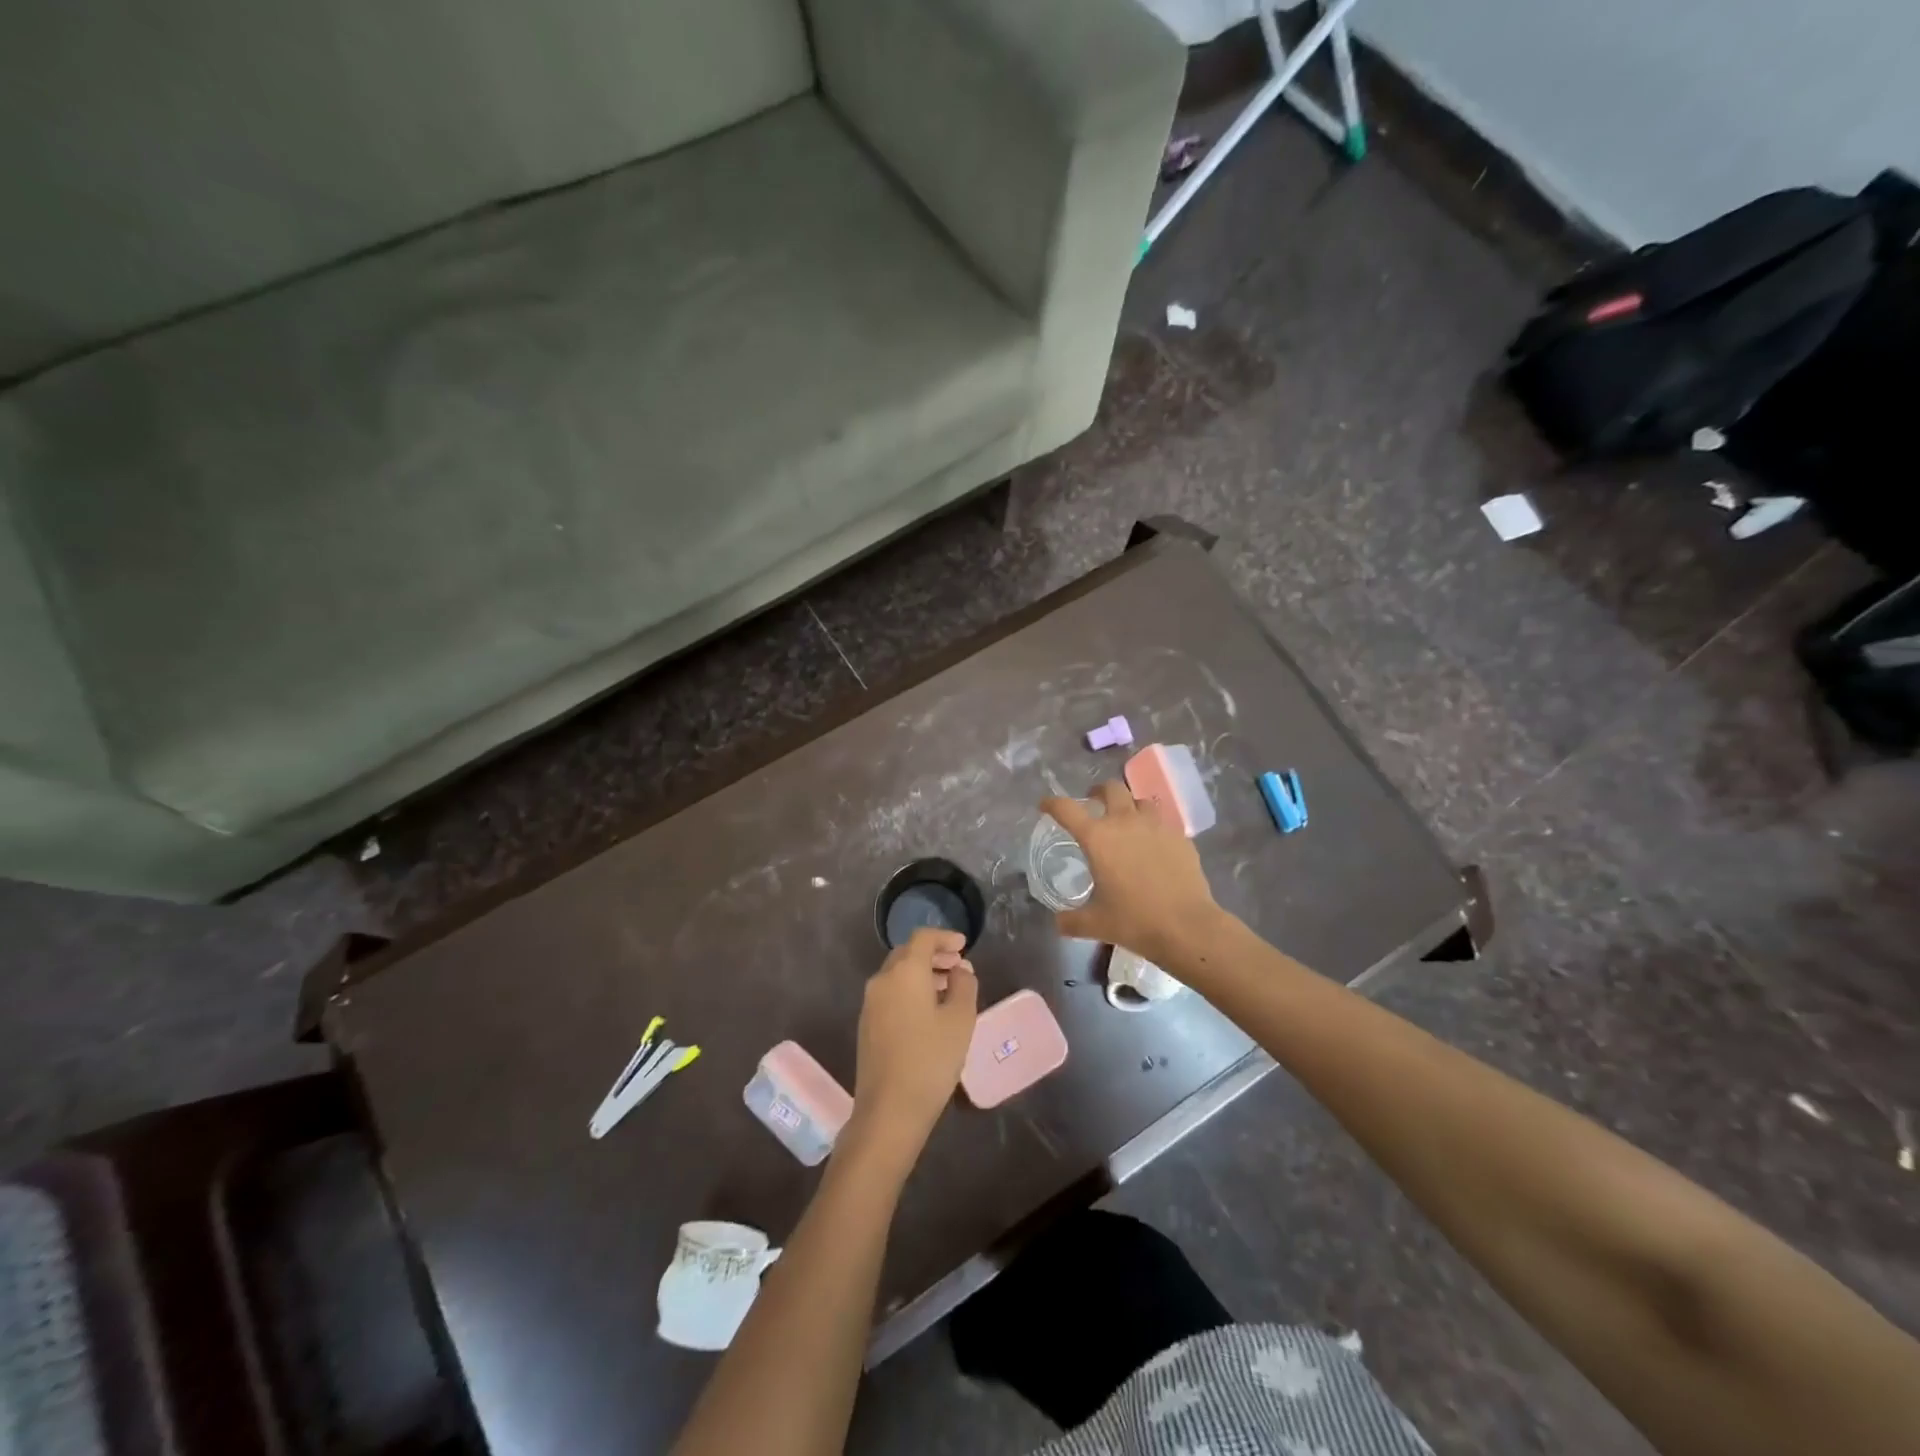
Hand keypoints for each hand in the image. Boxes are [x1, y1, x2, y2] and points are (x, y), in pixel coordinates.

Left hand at [850, 928, 977, 1159]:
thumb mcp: (960, 1020)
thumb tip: (960, 970)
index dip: (944, 937)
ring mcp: (870, 1003)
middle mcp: (882, 980)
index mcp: (904, 971)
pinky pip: (891, 993)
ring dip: (923, 974)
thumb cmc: (931, 1059)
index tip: (964, 946)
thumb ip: (964, 986)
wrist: (889, 1110)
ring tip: (949, 989)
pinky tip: (929, 1011)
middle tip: (958, 966)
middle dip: (934, 955)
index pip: (923, 938)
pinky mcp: (867, 1024)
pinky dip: (910, 990)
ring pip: (898, 974)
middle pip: (907, 953)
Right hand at [1040, 782, 1222, 961]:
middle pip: (1111, 789)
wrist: (1187, 927)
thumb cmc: (1134, 921)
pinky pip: (1163, 823)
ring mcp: (1157, 827)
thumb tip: (1059, 922)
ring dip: (1129, 805)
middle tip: (1094, 803)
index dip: (1052, 803)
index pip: (1067, 809)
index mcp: (1098, 838)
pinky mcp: (1180, 838)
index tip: (1045, 805)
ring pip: (1140, 801)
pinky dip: (1153, 827)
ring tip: (1127, 821)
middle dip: (1098, 791)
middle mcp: (1126, 823)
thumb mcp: (1095, 924)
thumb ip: (1071, 920)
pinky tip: (1154, 846)